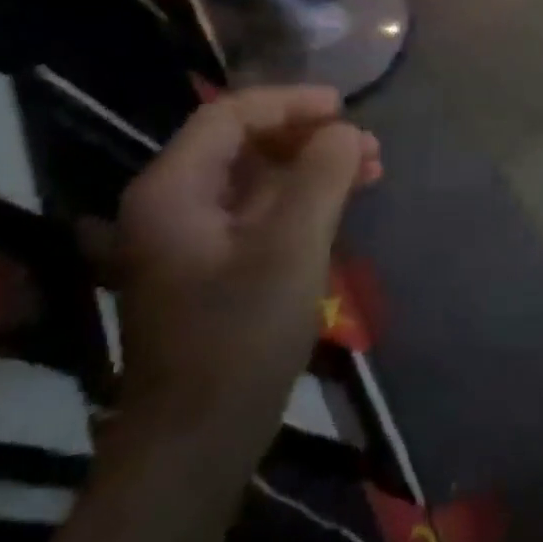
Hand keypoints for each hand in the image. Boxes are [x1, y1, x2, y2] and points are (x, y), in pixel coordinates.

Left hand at [103, 87, 382, 448]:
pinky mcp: (214, 266)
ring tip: (370, 171)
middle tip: (368, 147)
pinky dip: (304, 199)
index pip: (229, 116)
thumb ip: (322, 177)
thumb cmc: (241, 335)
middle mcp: (172, 205)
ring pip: (257, 177)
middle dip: (310, 137)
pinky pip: (260, 211)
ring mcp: (191, 238)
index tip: (345, 109)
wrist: (198, 438)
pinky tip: (343, 205)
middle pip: (243, 143)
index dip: (290, 103)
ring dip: (313, 167)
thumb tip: (345, 132)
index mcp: (172, 191)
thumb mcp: (292, 247)